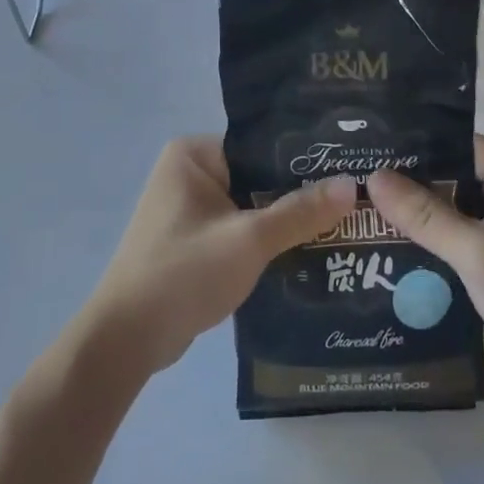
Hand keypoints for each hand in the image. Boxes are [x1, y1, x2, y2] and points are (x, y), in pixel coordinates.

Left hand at [83, 137, 355, 378]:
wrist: (128, 338)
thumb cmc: (184, 272)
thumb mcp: (249, 239)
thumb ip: (300, 212)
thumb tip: (351, 185)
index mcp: (194, 154)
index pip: (261, 145)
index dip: (304, 159)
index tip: (348, 169)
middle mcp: (189, 173)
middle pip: (258, 177)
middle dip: (299, 195)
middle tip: (354, 201)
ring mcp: (190, 209)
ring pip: (251, 207)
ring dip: (286, 221)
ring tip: (343, 226)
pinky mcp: (194, 242)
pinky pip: (240, 231)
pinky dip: (267, 242)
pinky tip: (309, 253)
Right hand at [368, 136, 483, 381]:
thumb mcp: (476, 253)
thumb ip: (424, 215)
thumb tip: (373, 177)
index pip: (458, 145)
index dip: (414, 151)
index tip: (367, 156)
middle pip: (454, 172)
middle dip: (411, 183)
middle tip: (358, 183)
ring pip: (455, 202)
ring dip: (420, 211)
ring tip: (365, 207)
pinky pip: (462, 227)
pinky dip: (435, 234)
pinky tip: (394, 238)